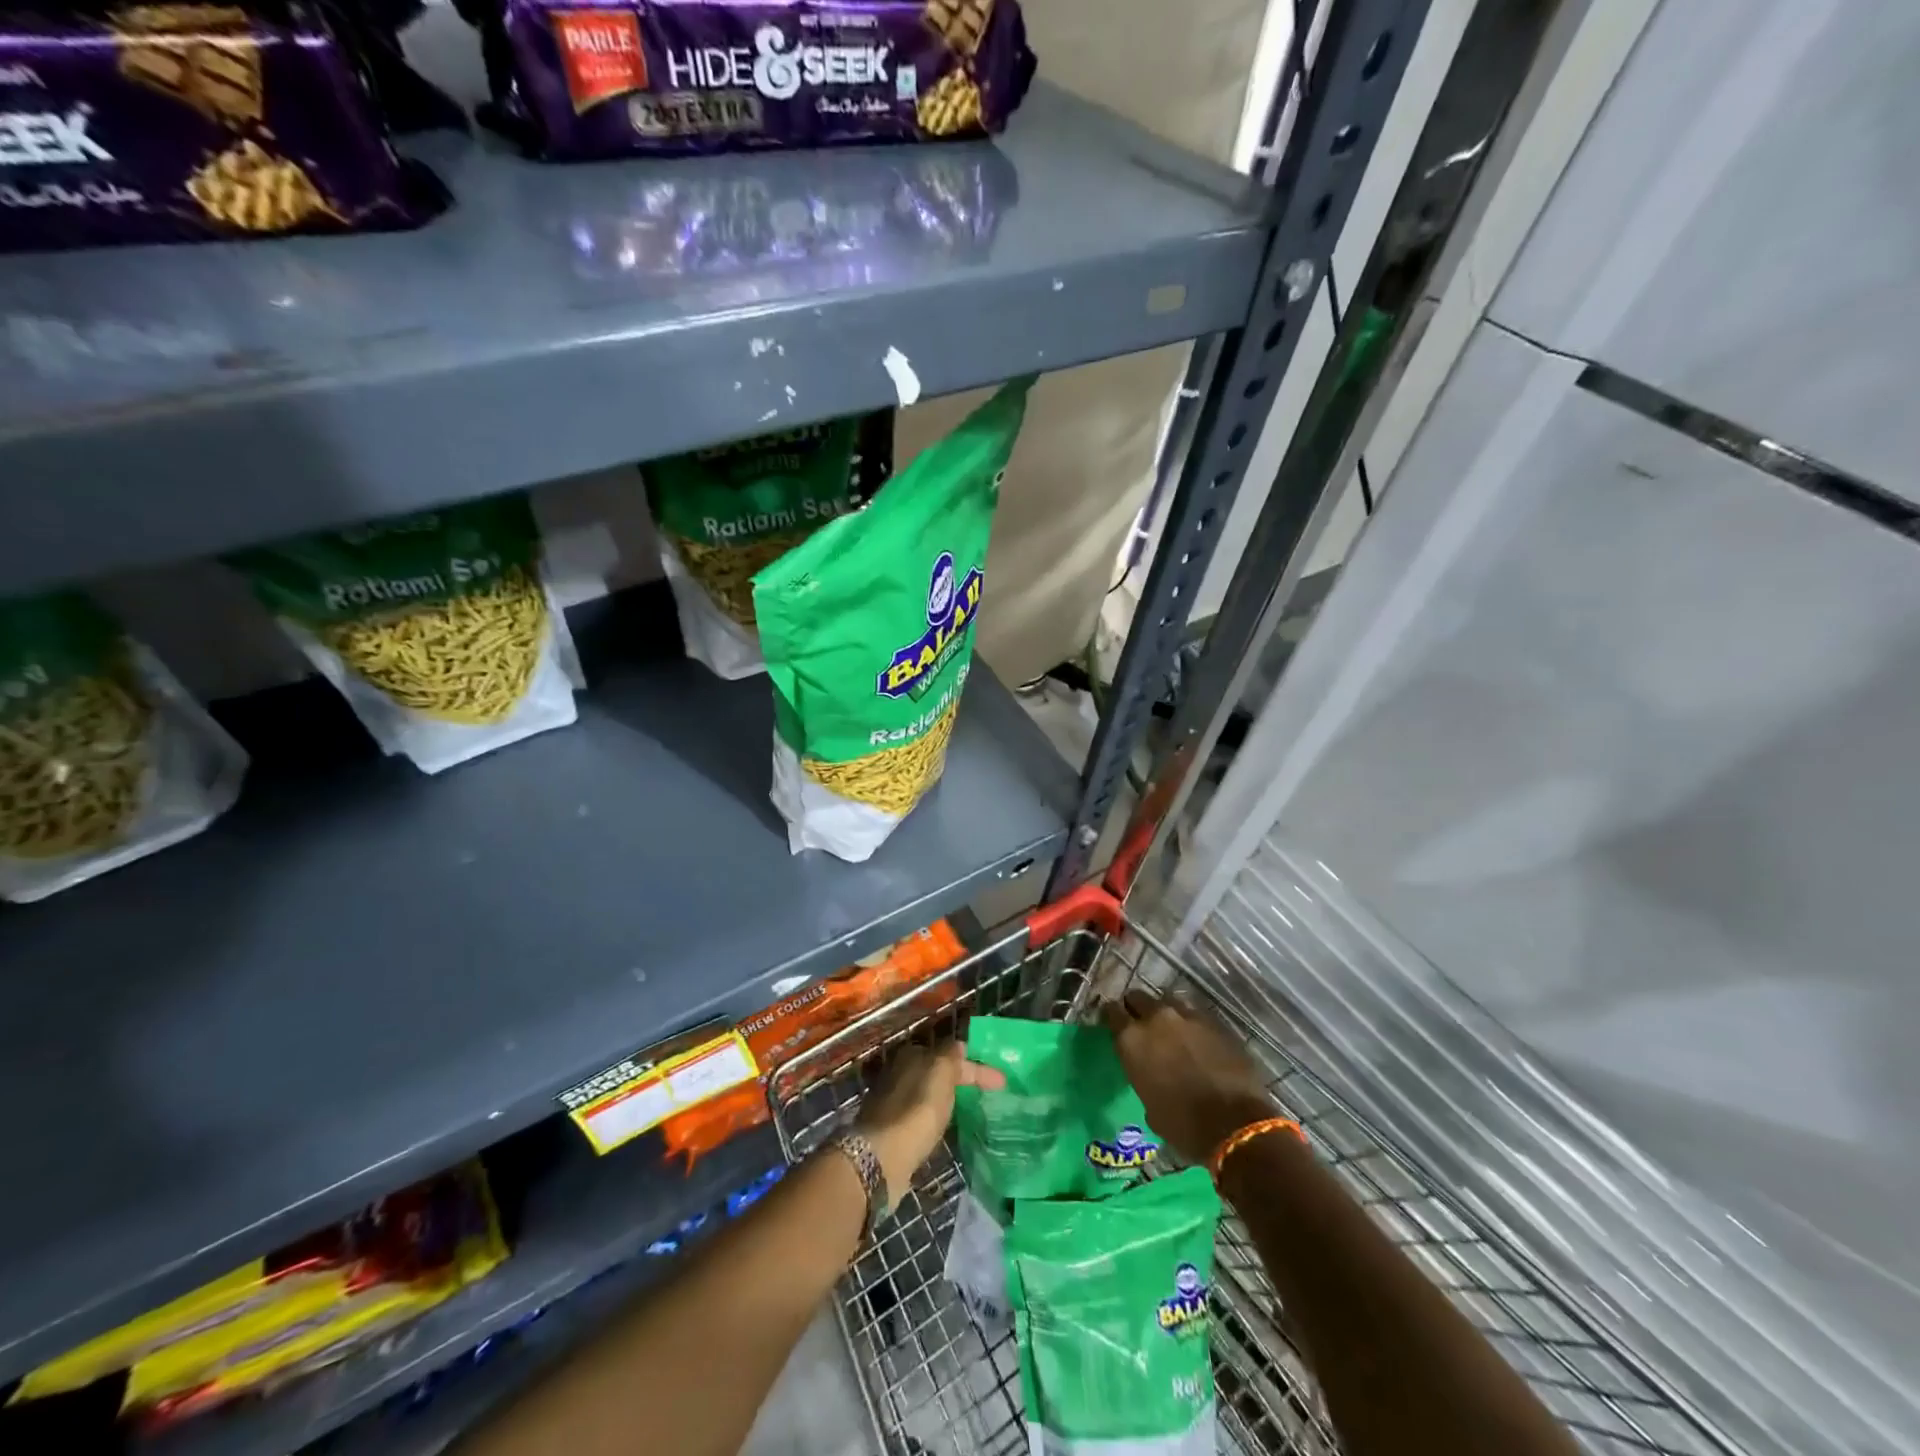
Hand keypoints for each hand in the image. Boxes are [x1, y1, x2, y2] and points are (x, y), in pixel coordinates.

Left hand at [855, 1043, 1003, 1201]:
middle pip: (938, 1072)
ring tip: (971, 1111)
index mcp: (912, 1055)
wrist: (881, 1157)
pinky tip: (946, 1129)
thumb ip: (951, 1056)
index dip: (978, 1066)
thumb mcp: (940, 1073)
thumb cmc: (917, 1110)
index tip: (1002, 1082)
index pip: (952, 1054)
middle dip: (961, 1080)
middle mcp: (899, 1073)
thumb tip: (959, 1047)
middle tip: (986, 1094)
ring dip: (949, 1099)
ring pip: (929, 1094)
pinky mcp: (891, 1130)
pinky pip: (921, 1116)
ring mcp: (893, 1102)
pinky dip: (936, 1118)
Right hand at [1105, 991, 1275, 1164]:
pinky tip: (1196, 1039)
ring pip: (1168, 1001)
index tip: (1113, 1023)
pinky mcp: (1215, 1021)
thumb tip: (1150, 1073)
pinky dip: (1191, 1024)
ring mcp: (1187, 1016)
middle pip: (1138, 997)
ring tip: (1170, 1029)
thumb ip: (1143, 1075)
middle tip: (1141, 1024)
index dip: (1112, 1017)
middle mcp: (1156, 1018)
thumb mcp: (1149, 1105)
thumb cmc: (1183, 1125)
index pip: (1111, 1012)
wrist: (1235, 1125)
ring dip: (1165, 1013)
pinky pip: (1195, 1014)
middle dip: (1137, 1008)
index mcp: (1132, 1039)